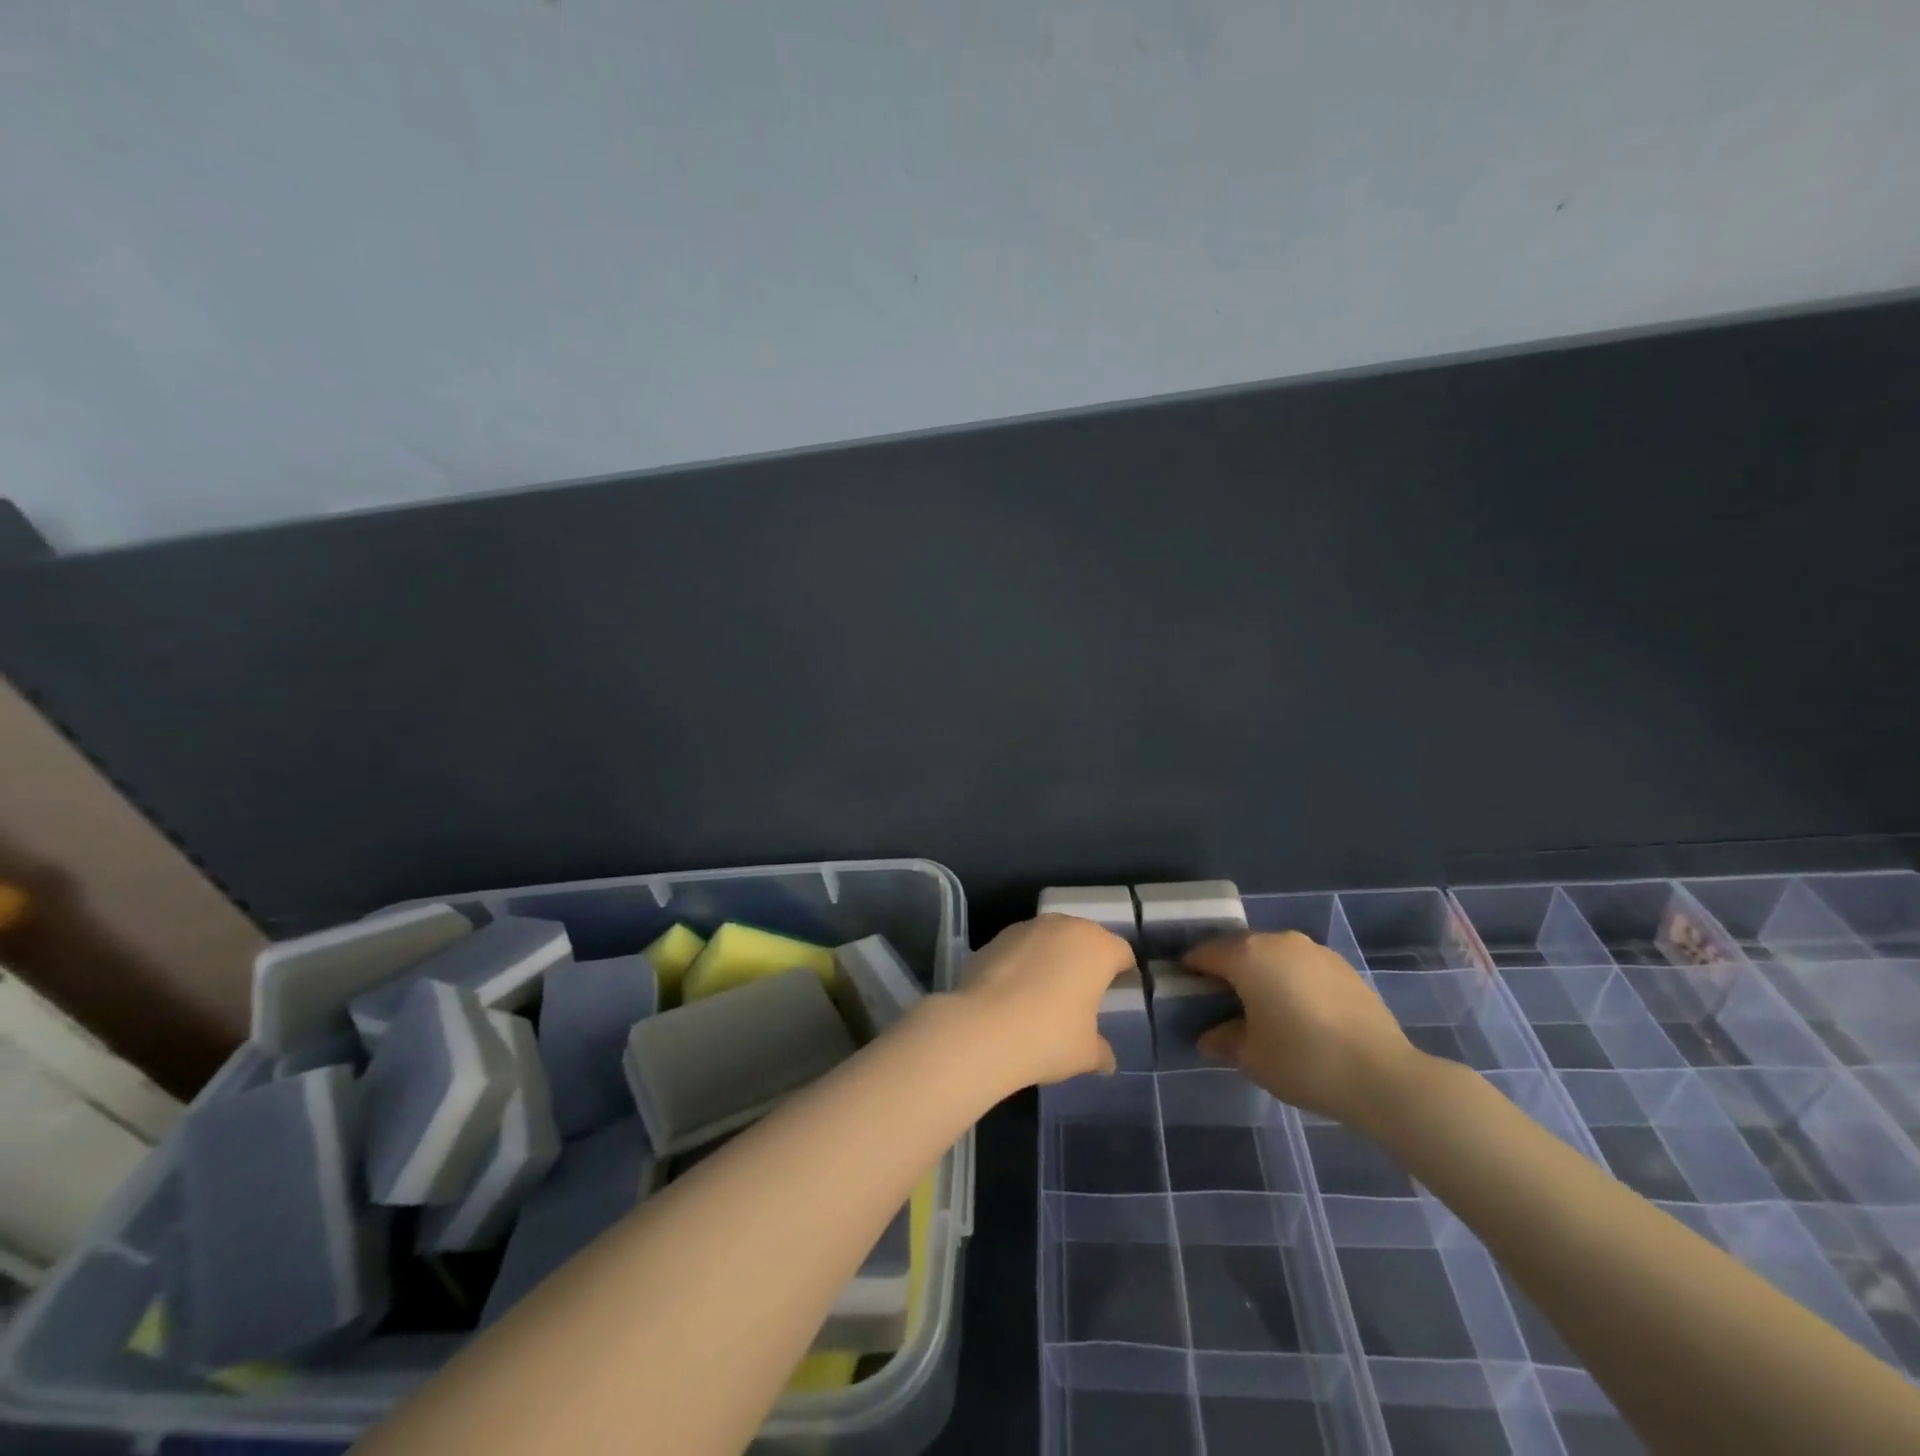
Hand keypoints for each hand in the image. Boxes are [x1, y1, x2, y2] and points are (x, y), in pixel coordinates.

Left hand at [956, 915, 1135, 1086]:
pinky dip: (1022, 962)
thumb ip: (1101, 1051)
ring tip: (1045, 990)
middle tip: (1084, 990)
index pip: (1120, 952)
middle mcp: (1063, 927)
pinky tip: (1015, 991)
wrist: (984, 1027)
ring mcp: (1026, 928)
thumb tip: (1107, 1060)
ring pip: (1049, 938)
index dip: (1123, 970)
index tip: (1120, 989)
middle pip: (1084, 938)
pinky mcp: (995, 938)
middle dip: (1085, 959)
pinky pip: (1019, 948)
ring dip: (1052, 957)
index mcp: (1096, 947)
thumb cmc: (1050, 1036)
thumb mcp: (1086, 1053)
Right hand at [1189, 931, 1416, 1126]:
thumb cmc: (1303, 1060)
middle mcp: (1279, 941)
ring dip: (1261, 974)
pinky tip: (1298, 1013)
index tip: (1185, 989)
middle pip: (1240, 949)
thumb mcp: (1251, 1057)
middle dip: (1226, 970)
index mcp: (1248, 955)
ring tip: (1262, 1008)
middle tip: (1220, 1001)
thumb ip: (1224, 1040)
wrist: (1383, 1076)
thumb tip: (1210, 1037)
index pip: (1205, 953)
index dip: (1190, 970)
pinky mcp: (1343, 968)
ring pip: (1274, 955)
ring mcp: (1315, 951)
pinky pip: (1302, 967)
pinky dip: (1291, 981)